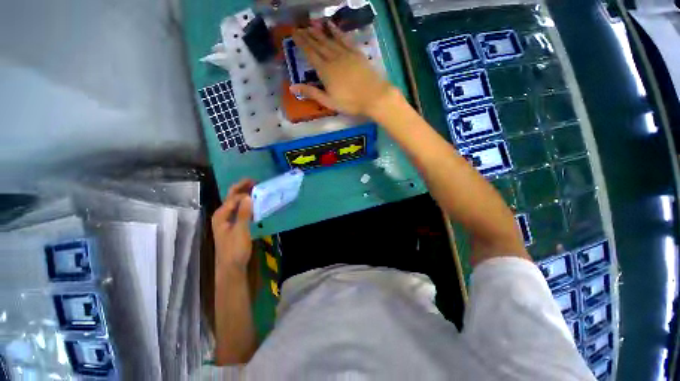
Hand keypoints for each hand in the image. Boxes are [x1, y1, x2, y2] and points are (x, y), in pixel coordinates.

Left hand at [212, 179, 254, 272]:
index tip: (257, 183)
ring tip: (258, 191)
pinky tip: (255, 205)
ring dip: (246, 196)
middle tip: (256, 182)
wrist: (231, 267)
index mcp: (221, 215)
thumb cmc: (235, 249)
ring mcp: (227, 220)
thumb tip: (248, 196)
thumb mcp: (240, 230)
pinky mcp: (233, 225)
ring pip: (236, 204)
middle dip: (243, 188)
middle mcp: (222, 215)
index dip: (244, 189)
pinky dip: (247, 205)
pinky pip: (240, 211)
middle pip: (232, 198)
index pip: (233, 197)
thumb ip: (244, 213)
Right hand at [291, 21, 394, 116]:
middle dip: (308, 36)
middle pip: (318, 45)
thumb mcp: (329, 101)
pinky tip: (331, 25)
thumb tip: (292, 87)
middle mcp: (333, 58)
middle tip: (299, 27)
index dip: (301, 43)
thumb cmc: (350, 102)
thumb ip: (312, 93)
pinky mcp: (356, 52)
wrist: (373, 96)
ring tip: (311, 25)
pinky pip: (344, 38)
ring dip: (319, 32)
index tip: (294, 33)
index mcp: (325, 71)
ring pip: (329, 40)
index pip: (310, 54)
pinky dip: (337, 31)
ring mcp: (345, 54)